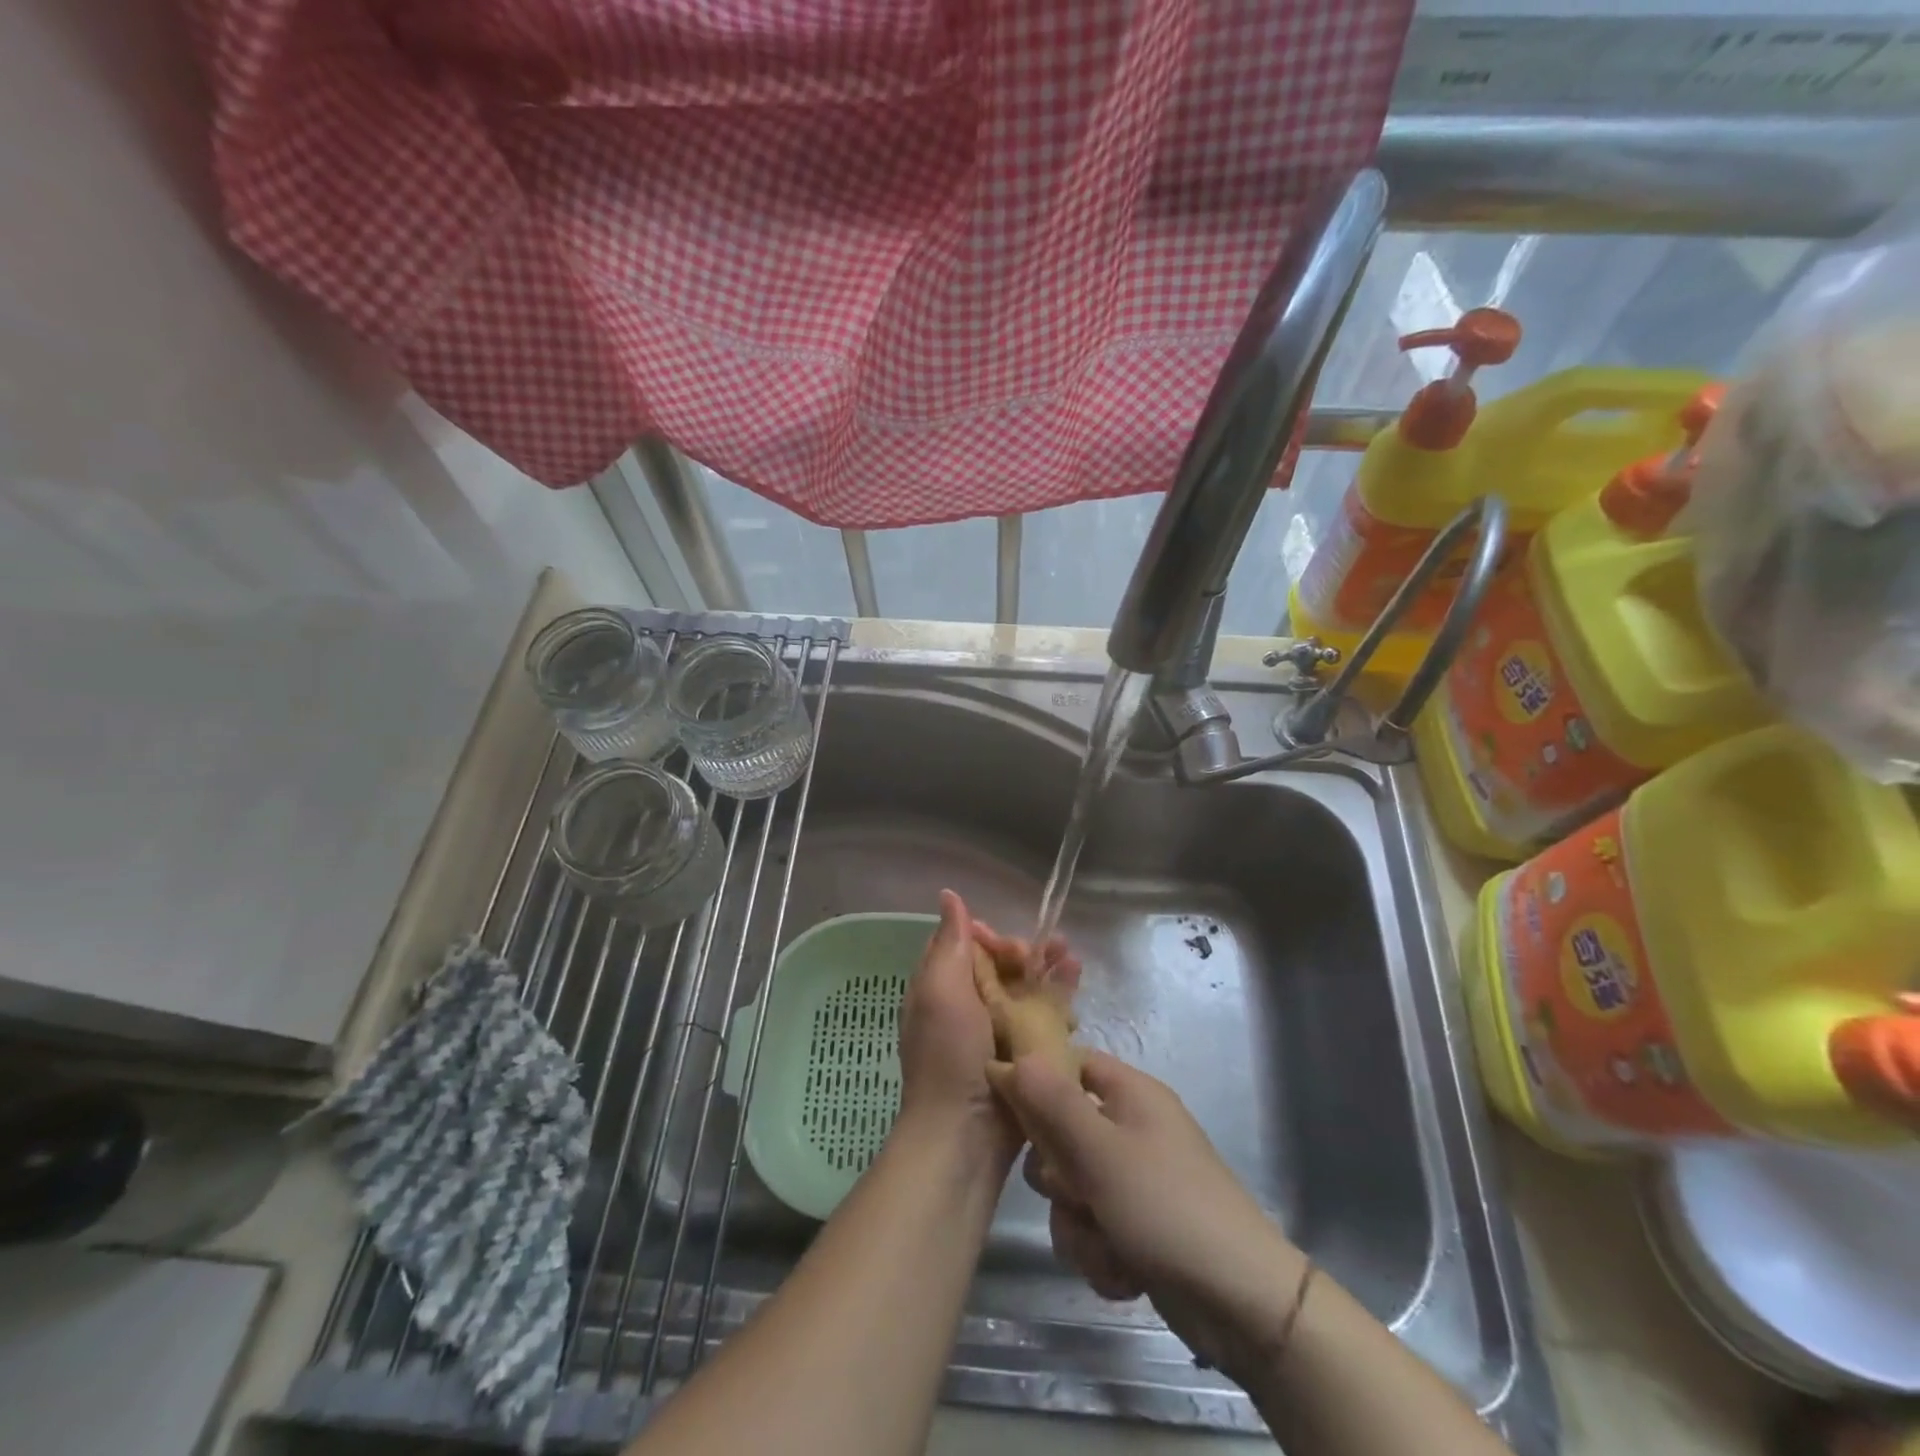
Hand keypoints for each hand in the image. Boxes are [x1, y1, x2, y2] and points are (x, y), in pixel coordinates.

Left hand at [897, 890, 1075, 1165]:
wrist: (965, 1135)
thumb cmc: (949, 1055)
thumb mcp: (941, 990)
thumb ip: (949, 942)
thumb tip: (949, 894)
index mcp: (942, 988)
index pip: (969, 946)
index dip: (992, 937)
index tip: (1011, 945)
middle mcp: (968, 1006)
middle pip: (1002, 966)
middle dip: (1028, 953)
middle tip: (1054, 950)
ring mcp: (997, 1032)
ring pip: (1026, 989)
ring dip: (1049, 971)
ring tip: (1074, 960)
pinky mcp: (1024, 1055)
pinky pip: (1043, 1018)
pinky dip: (1059, 1001)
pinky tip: (1078, 991)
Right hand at [995, 1051, 1307, 1379]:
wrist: (1241, 1304)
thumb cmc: (1167, 1207)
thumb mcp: (1101, 1152)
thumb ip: (1052, 1103)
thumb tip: (1013, 1058)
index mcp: (1130, 1094)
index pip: (1070, 1063)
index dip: (1037, 1082)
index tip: (1010, 1114)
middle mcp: (1131, 1129)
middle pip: (1061, 1133)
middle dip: (1058, 1175)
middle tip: (1073, 1191)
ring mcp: (1136, 1181)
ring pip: (1072, 1190)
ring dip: (1078, 1225)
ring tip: (1107, 1245)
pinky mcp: (1137, 1227)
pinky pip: (1092, 1228)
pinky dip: (1100, 1253)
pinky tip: (1124, 1273)